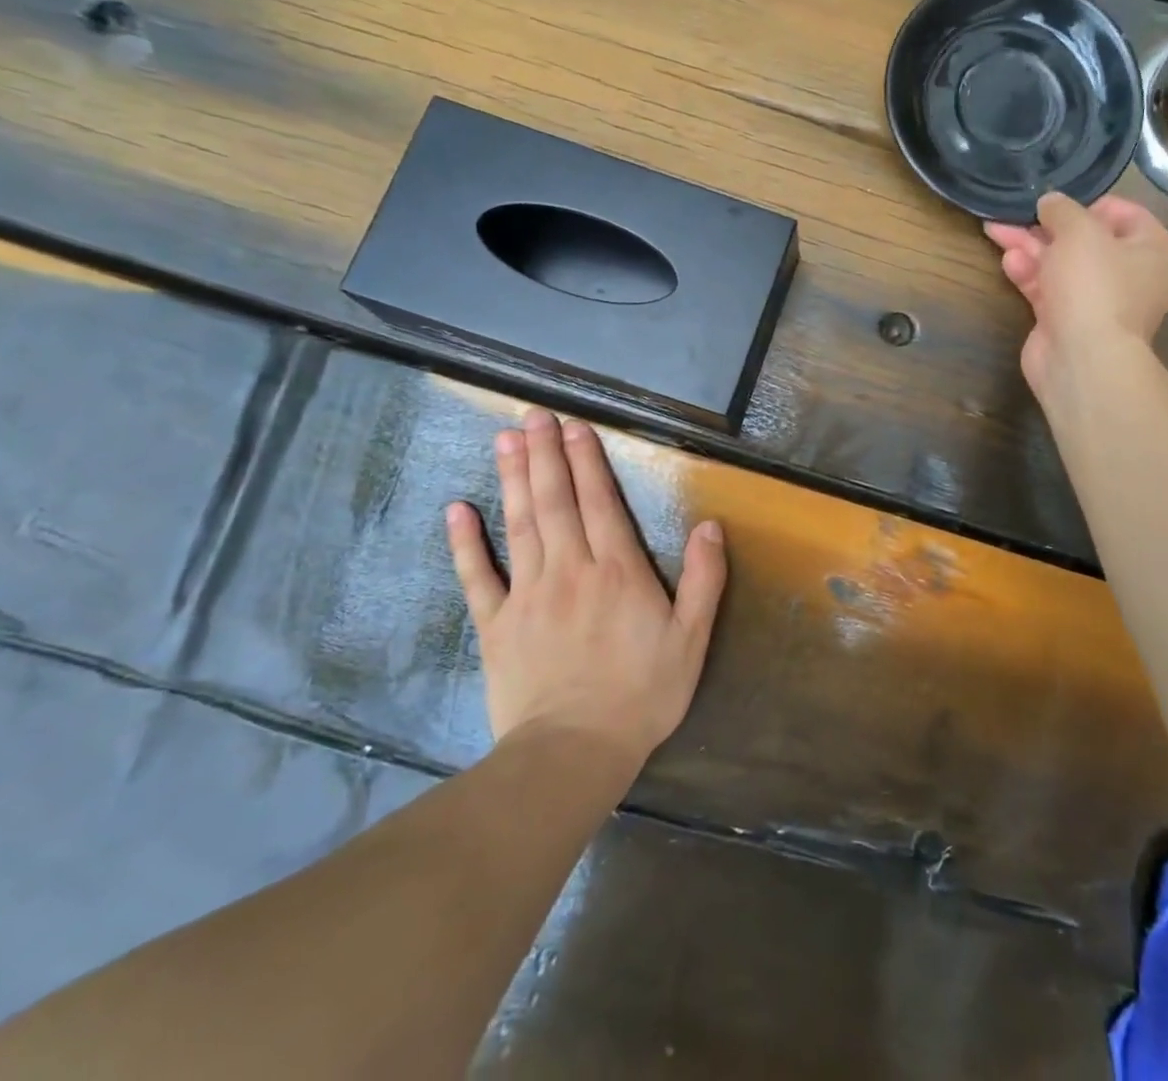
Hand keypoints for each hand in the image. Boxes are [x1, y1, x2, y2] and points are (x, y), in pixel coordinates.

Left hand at [445, 409, 726, 765]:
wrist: (574, 752)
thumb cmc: (642, 693)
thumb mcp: (692, 638)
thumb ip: (704, 579)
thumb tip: (710, 525)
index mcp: (617, 570)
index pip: (599, 502)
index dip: (587, 461)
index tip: (574, 427)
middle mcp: (570, 569)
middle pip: (555, 501)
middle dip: (545, 455)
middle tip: (533, 415)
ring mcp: (528, 594)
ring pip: (520, 524)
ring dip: (512, 479)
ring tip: (505, 440)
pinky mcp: (496, 624)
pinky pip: (478, 576)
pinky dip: (465, 542)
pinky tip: (457, 510)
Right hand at [984, 192, 1167, 396]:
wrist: (1082, 359)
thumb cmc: (1094, 285)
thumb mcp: (1080, 231)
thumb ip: (1062, 209)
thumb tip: (1050, 202)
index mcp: (1154, 250)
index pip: (1124, 213)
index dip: (1088, 204)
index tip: (1058, 202)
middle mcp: (1131, 275)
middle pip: (1085, 239)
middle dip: (1047, 226)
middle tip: (1017, 212)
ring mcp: (1097, 301)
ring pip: (1060, 263)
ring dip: (1031, 247)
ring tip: (997, 230)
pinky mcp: (1067, 320)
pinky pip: (1047, 287)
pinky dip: (1029, 272)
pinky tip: (1008, 260)